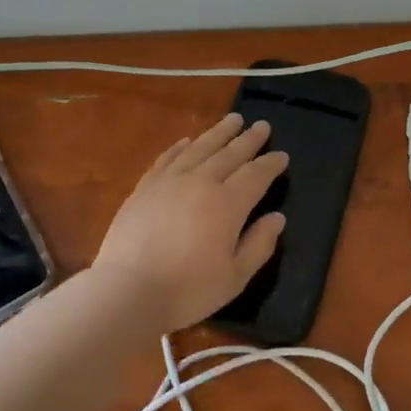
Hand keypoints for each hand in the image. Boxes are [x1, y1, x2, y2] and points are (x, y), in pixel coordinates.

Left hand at [91, 113, 288, 334]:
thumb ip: (259, 244)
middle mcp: (201, 182)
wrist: (128, 290)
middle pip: (230, 154)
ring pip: (199, 148)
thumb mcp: (235, 277)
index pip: (256, 175)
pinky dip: (181, 146)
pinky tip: (187, 140)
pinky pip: (168, 157)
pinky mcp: (145, 187)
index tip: (282, 155)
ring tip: (233, 120)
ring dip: (218, 133)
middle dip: (249, 139)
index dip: (271, 164)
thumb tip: (277, 218)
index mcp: (228, 204)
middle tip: (261, 125)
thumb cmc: (188, 290)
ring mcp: (170, 181)